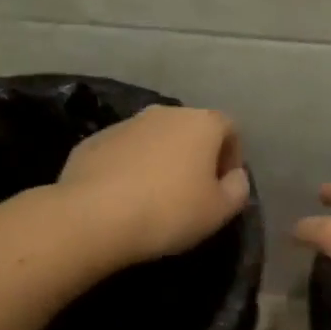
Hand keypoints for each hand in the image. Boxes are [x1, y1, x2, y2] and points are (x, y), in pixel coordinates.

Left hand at [57, 105, 250, 266]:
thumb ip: (237, 189)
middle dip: (196, 156)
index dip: (233, 156)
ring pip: (155, 139)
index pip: (230, 128)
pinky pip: (124, 152)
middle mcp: (164, 113)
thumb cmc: (170, 212)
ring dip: (162, 161)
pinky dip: (131, 168)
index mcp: (201, 123)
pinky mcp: (93, 141)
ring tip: (156, 198)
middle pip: (190, 130)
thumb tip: (235, 177)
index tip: (225, 186)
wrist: (93, 216)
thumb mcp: (220, 211)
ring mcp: (125, 124)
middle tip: (193, 193)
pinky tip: (125, 199)